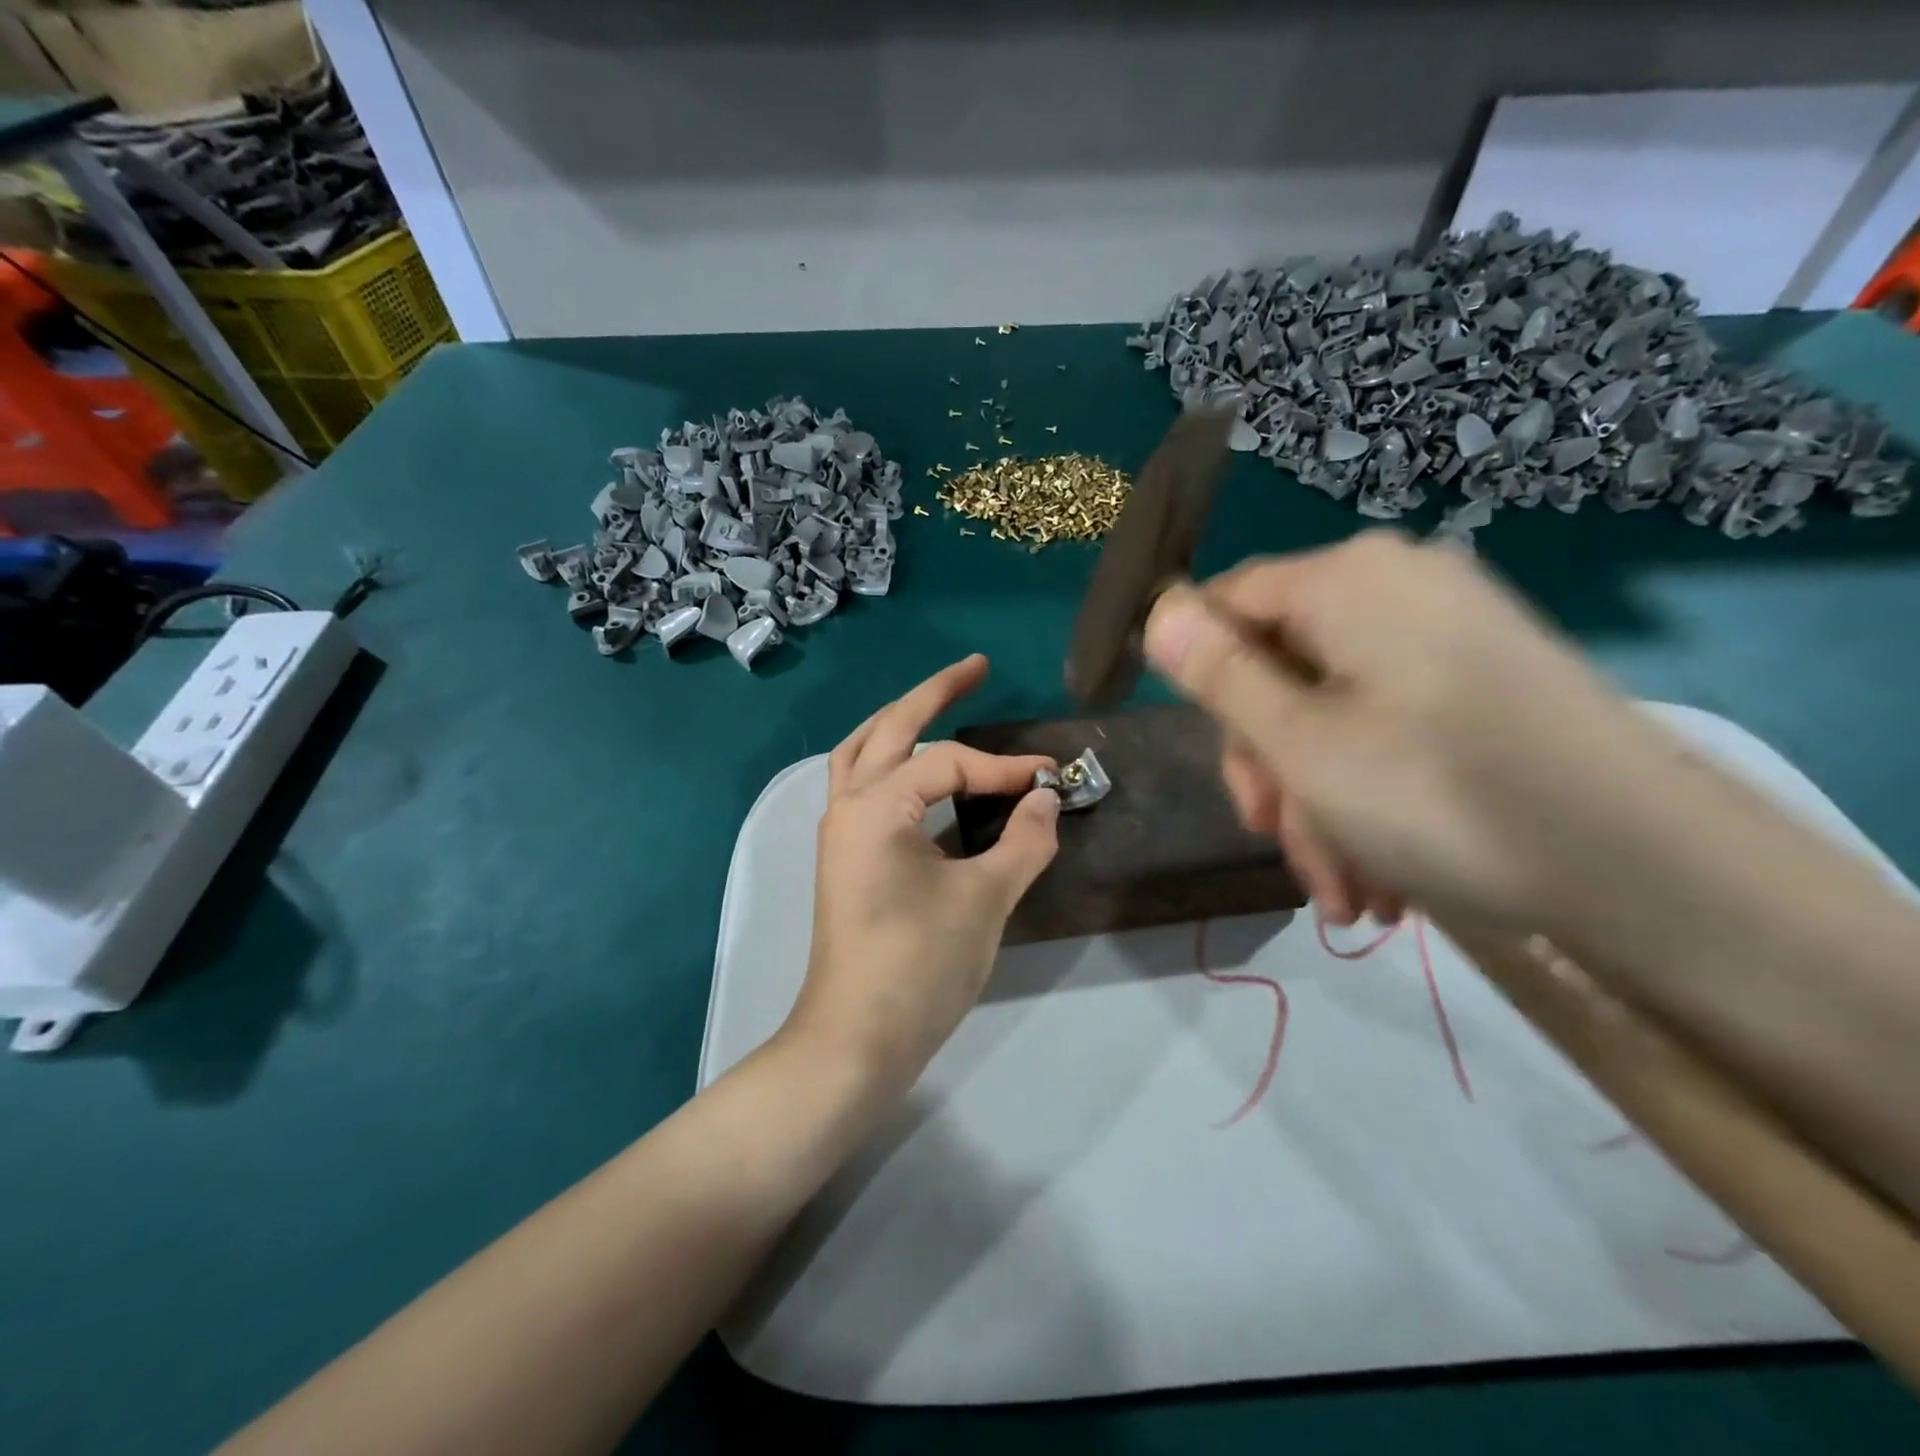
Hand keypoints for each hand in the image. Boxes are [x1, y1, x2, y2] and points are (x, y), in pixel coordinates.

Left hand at [785, 655, 1060, 1093]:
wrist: (856, 1041)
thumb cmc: (918, 966)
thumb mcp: (984, 900)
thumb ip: (1023, 843)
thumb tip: (1046, 801)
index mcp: (875, 806)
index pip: (948, 763)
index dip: (1003, 768)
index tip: (1050, 781)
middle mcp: (847, 807)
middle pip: (889, 728)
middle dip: (933, 693)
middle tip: (976, 667)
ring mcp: (840, 834)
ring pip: (864, 754)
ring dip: (902, 724)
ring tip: (940, 704)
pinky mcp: (845, 859)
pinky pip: (866, 789)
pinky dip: (895, 767)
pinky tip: (924, 776)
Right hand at [1144, 531, 1674, 933]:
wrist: (1652, 870)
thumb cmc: (1438, 795)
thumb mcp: (1298, 742)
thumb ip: (1217, 673)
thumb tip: (1158, 612)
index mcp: (1347, 580)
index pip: (1228, 601)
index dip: (1201, 675)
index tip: (1219, 760)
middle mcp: (1397, 587)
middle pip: (1282, 665)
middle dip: (1274, 765)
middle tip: (1277, 840)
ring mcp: (1448, 632)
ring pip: (1334, 710)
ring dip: (1320, 802)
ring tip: (1344, 891)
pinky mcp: (1486, 678)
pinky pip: (1390, 724)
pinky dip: (1371, 794)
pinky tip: (1382, 875)